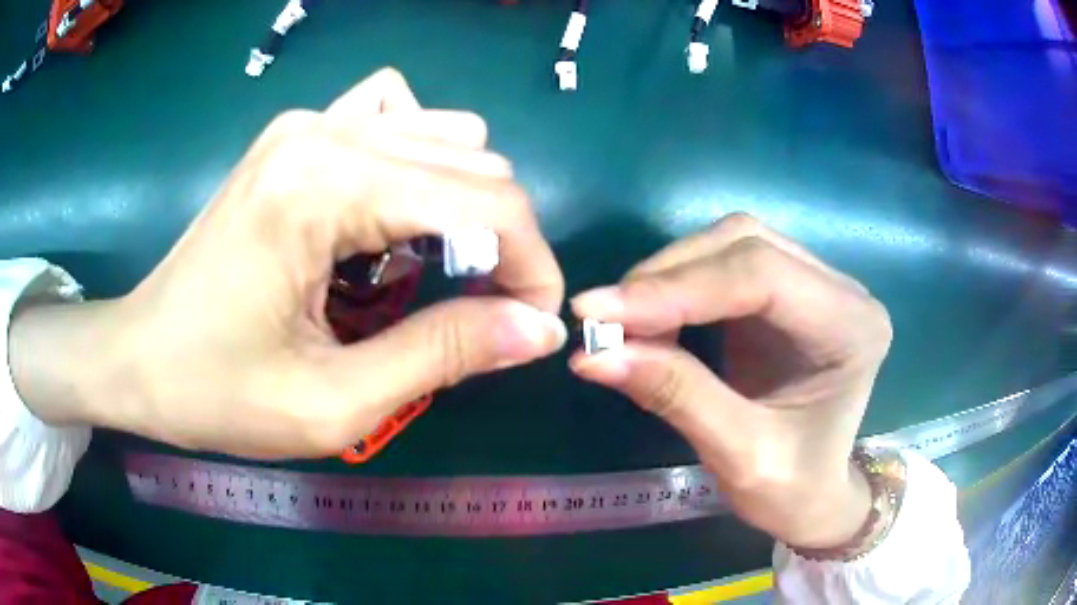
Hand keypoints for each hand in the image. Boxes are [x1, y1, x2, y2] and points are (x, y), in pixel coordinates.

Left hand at [10, 68, 565, 458]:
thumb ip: (445, 354)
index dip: (531, 265)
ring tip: (428, 272)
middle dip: (502, 242)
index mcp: (324, 186)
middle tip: (481, 314)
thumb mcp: (334, 402)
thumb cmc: (216, 393)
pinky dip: (419, 165)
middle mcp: (325, 131)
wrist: (138, 358)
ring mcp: (309, 124)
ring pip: (444, 135)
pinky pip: (395, 119)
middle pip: (473, 161)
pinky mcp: (298, 135)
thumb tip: (538, 328)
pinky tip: (389, 216)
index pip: (483, 200)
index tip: (532, 325)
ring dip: (462, 205)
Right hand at [569, 213, 891, 547]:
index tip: (597, 313)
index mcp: (852, 327)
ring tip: (624, 321)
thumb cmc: (792, 489)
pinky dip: (679, 286)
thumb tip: (591, 355)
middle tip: (603, 319)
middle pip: (745, 244)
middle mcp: (841, 290)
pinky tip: (653, 318)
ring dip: (669, 277)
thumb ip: (675, 396)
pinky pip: (726, 264)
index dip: (677, 289)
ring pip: (731, 244)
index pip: (762, 276)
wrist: (815, 496)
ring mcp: (815, 283)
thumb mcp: (738, 455)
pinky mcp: (788, 291)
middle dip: (667, 277)